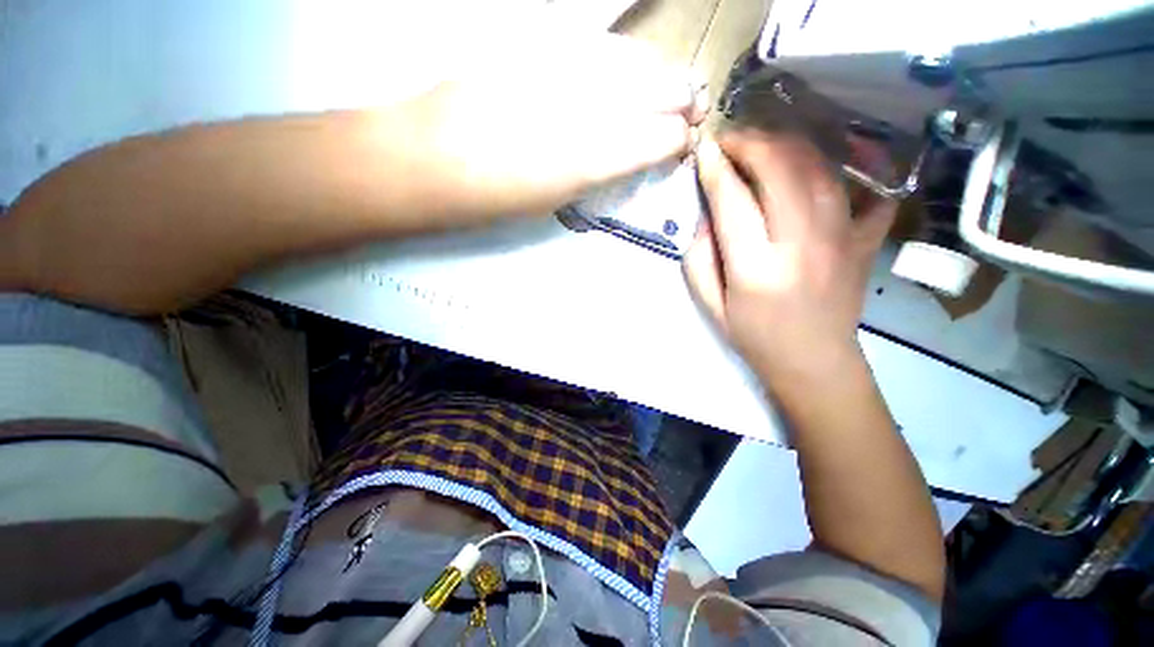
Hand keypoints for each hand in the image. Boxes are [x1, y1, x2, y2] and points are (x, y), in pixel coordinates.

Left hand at [395, 31, 706, 217]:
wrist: (426, 160)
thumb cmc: (492, 201)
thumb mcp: (553, 200)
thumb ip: (592, 173)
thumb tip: (620, 156)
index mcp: (589, 163)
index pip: (653, 140)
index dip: (675, 140)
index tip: (684, 142)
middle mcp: (584, 112)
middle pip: (652, 93)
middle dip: (680, 99)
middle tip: (693, 107)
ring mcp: (558, 75)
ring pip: (628, 64)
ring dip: (657, 74)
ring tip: (671, 84)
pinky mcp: (533, 53)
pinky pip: (591, 51)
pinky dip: (619, 59)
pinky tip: (626, 67)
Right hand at [683, 131, 895, 381]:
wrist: (815, 361)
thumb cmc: (755, 336)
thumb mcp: (711, 305)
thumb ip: (700, 258)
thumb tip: (707, 214)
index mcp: (757, 269)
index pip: (733, 201)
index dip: (716, 169)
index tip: (704, 149)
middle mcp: (803, 243)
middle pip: (781, 168)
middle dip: (752, 142)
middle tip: (731, 140)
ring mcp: (843, 236)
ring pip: (819, 167)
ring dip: (787, 144)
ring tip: (763, 144)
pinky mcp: (866, 237)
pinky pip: (864, 185)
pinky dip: (847, 163)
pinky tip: (823, 160)